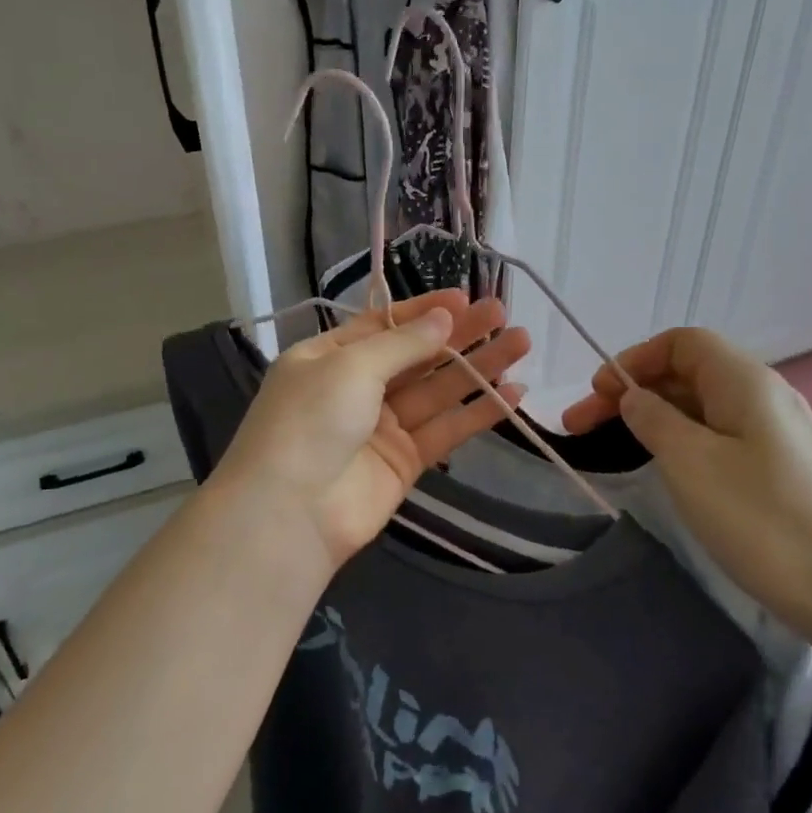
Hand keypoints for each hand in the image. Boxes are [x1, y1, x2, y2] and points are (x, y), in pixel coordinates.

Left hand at [212, 290, 529, 576]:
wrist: (289, 514)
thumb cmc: (310, 421)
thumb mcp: (350, 367)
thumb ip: (402, 343)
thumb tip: (443, 318)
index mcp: (329, 357)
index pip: (383, 324)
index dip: (424, 311)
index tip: (465, 298)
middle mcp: (356, 388)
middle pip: (417, 355)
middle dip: (459, 334)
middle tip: (502, 313)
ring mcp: (382, 427)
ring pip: (438, 390)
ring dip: (478, 367)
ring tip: (521, 342)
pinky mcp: (406, 462)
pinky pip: (446, 429)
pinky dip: (479, 413)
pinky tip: (514, 393)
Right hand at [562, 327, 811, 656]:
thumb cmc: (767, 520)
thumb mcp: (692, 463)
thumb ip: (654, 420)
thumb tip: (634, 397)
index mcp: (745, 382)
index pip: (682, 343)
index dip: (634, 359)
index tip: (597, 395)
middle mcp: (765, 398)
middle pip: (689, 375)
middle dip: (633, 393)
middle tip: (581, 429)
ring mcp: (779, 439)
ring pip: (704, 411)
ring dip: (655, 421)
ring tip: (615, 450)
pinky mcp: (785, 475)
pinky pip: (722, 442)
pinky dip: (684, 446)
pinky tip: (669, 474)